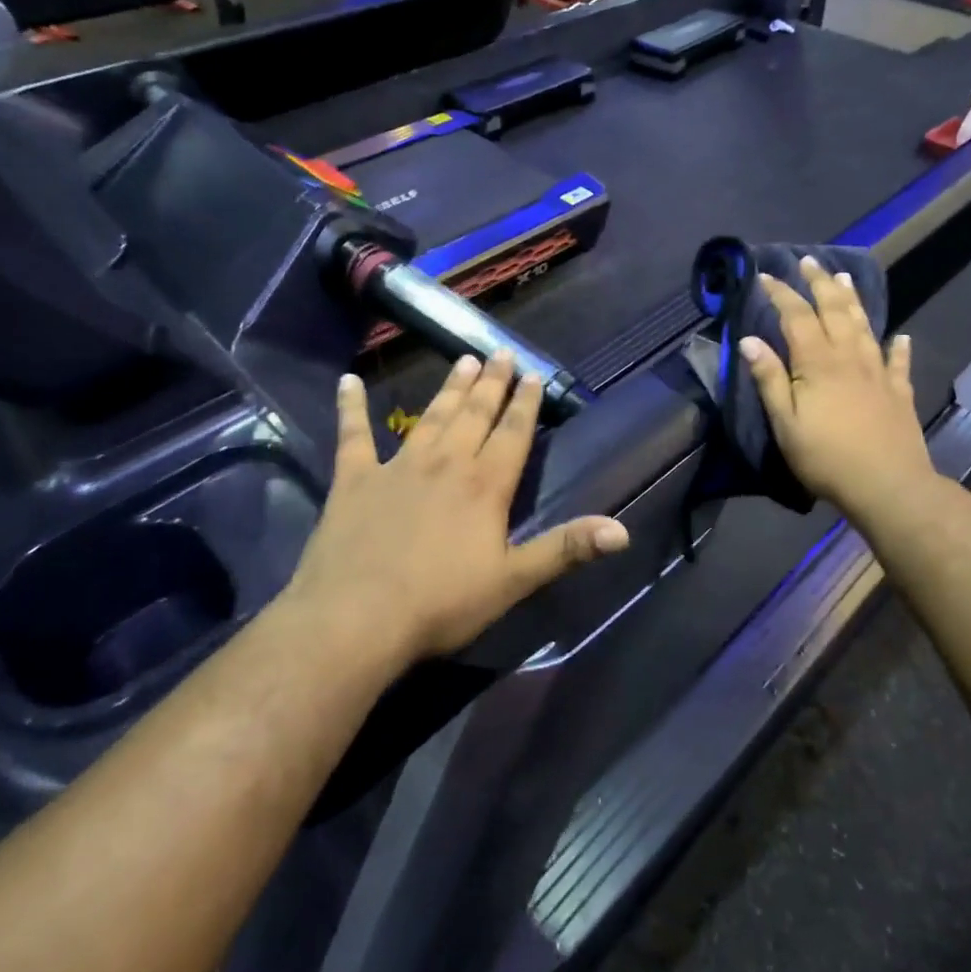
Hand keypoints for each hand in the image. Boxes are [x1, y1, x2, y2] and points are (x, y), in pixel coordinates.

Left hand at [286, 352, 629, 665]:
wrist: (357, 618)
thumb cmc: (441, 603)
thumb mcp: (513, 580)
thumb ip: (566, 548)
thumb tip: (622, 530)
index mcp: (485, 485)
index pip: (514, 433)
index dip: (526, 403)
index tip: (533, 374)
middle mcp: (446, 463)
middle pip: (475, 414)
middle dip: (492, 383)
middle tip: (501, 353)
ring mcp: (398, 466)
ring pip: (431, 416)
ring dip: (448, 388)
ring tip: (463, 359)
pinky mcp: (355, 479)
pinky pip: (353, 435)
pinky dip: (351, 406)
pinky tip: (348, 381)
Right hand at [740, 257, 934, 520]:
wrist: (887, 485)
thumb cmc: (826, 457)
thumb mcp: (785, 423)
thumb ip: (770, 379)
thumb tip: (750, 340)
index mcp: (817, 363)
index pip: (796, 316)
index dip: (780, 293)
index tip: (765, 275)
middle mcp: (849, 357)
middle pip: (833, 310)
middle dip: (819, 283)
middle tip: (808, 261)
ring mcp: (878, 372)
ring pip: (864, 326)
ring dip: (852, 299)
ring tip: (845, 277)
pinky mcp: (899, 391)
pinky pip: (898, 361)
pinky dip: (898, 346)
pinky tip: (900, 336)